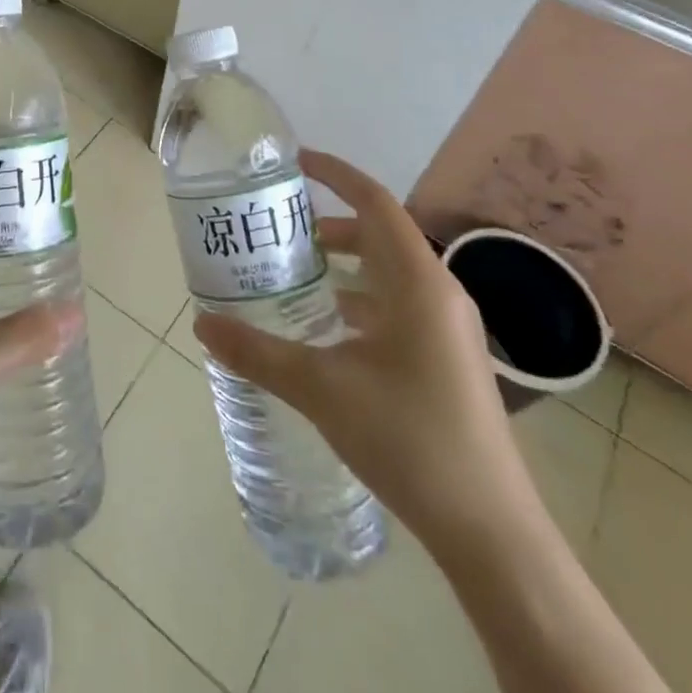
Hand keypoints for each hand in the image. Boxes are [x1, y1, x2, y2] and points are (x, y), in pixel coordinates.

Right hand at [192, 148, 536, 548]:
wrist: (490, 531)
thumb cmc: (408, 439)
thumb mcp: (321, 389)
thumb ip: (258, 353)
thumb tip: (201, 326)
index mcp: (418, 282)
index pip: (374, 202)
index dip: (335, 173)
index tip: (294, 161)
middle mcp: (440, 293)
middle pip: (381, 234)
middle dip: (331, 222)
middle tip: (281, 226)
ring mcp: (450, 328)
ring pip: (391, 272)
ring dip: (347, 263)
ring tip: (297, 271)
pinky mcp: (449, 358)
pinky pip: (400, 305)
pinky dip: (362, 298)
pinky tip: (330, 327)